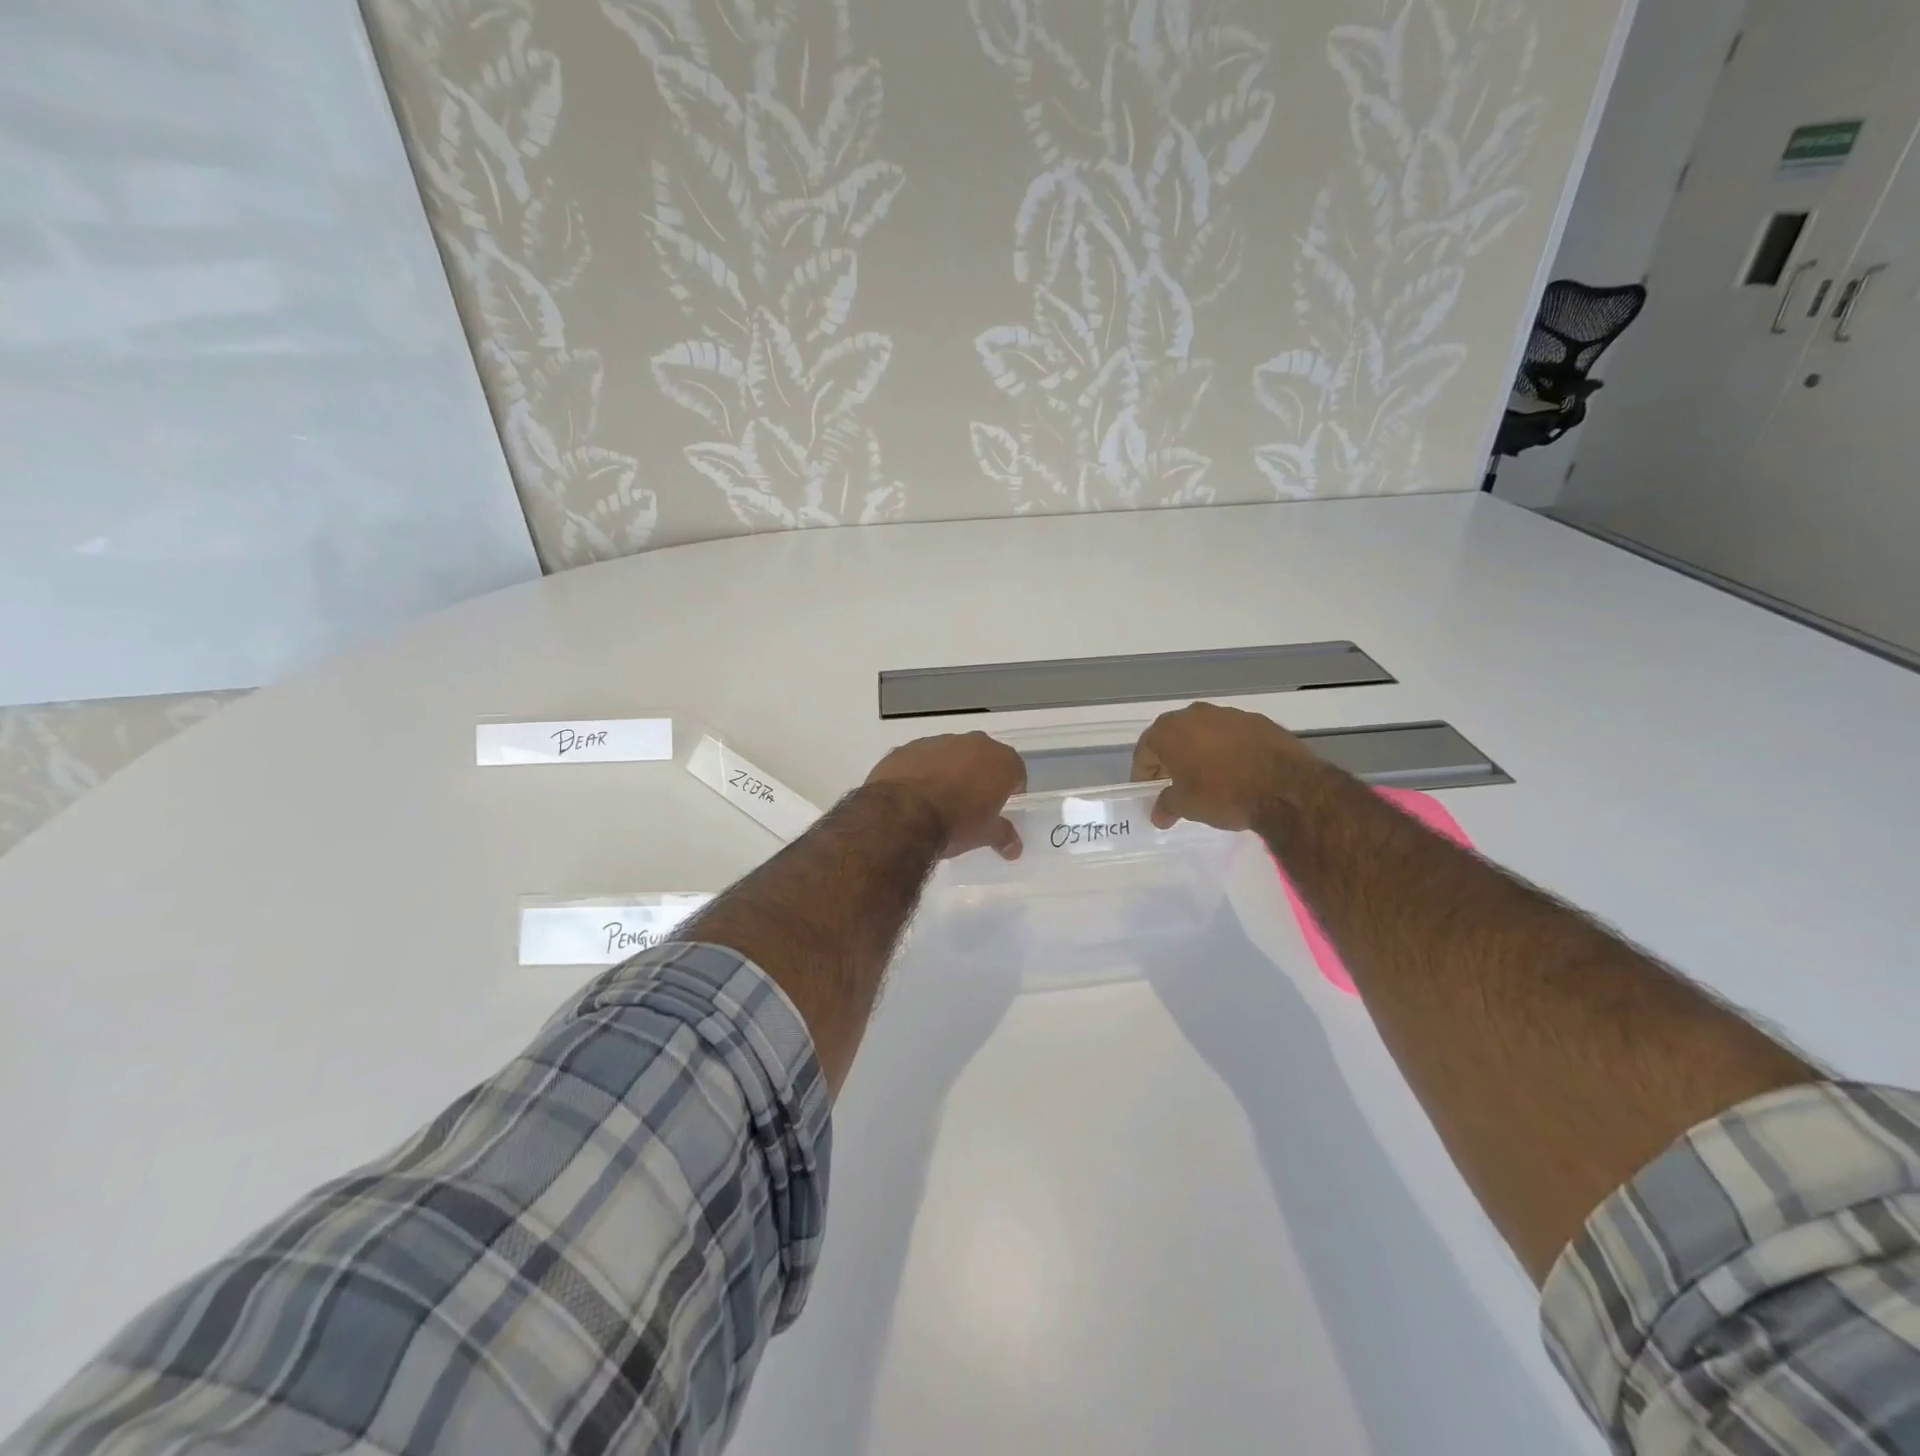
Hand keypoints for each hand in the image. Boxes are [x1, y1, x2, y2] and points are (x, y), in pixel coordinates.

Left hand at [865, 732, 1026, 858]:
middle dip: (980, 776)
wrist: (901, 814)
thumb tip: (1015, 849)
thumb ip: (1002, 835)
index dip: (1011, 789)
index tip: (1001, 806)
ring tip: (940, 799)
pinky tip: (915, 794)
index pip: (1015, 772)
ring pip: (951, 754)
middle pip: (984, 758)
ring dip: (950, 771)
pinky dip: (923, 771)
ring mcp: (938, 741)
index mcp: (1000, 761)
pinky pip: (923, 758)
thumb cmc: (955, 823)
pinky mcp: (908, 747)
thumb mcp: (984, 835)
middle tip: (972, 802)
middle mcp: (973, 743)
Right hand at [1130, 702, 1315, 830]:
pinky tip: (1236, 771)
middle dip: (1170, 760)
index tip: (1147, 792)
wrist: (1285, 787)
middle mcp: (1194, 714)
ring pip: (1203, 733)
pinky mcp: (1258, 720)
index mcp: (1169, 730)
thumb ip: (1166, 805)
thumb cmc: (1222, 794)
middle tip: (1173, 785)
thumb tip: (1159, 814)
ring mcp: (1229, 714)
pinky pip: (1232, 736)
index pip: (1144, 751)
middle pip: (1173, 737)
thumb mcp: (1186, 806)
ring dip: (1199, 752)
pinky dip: (1227, 750)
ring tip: (1207, 779)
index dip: (1142, 774)